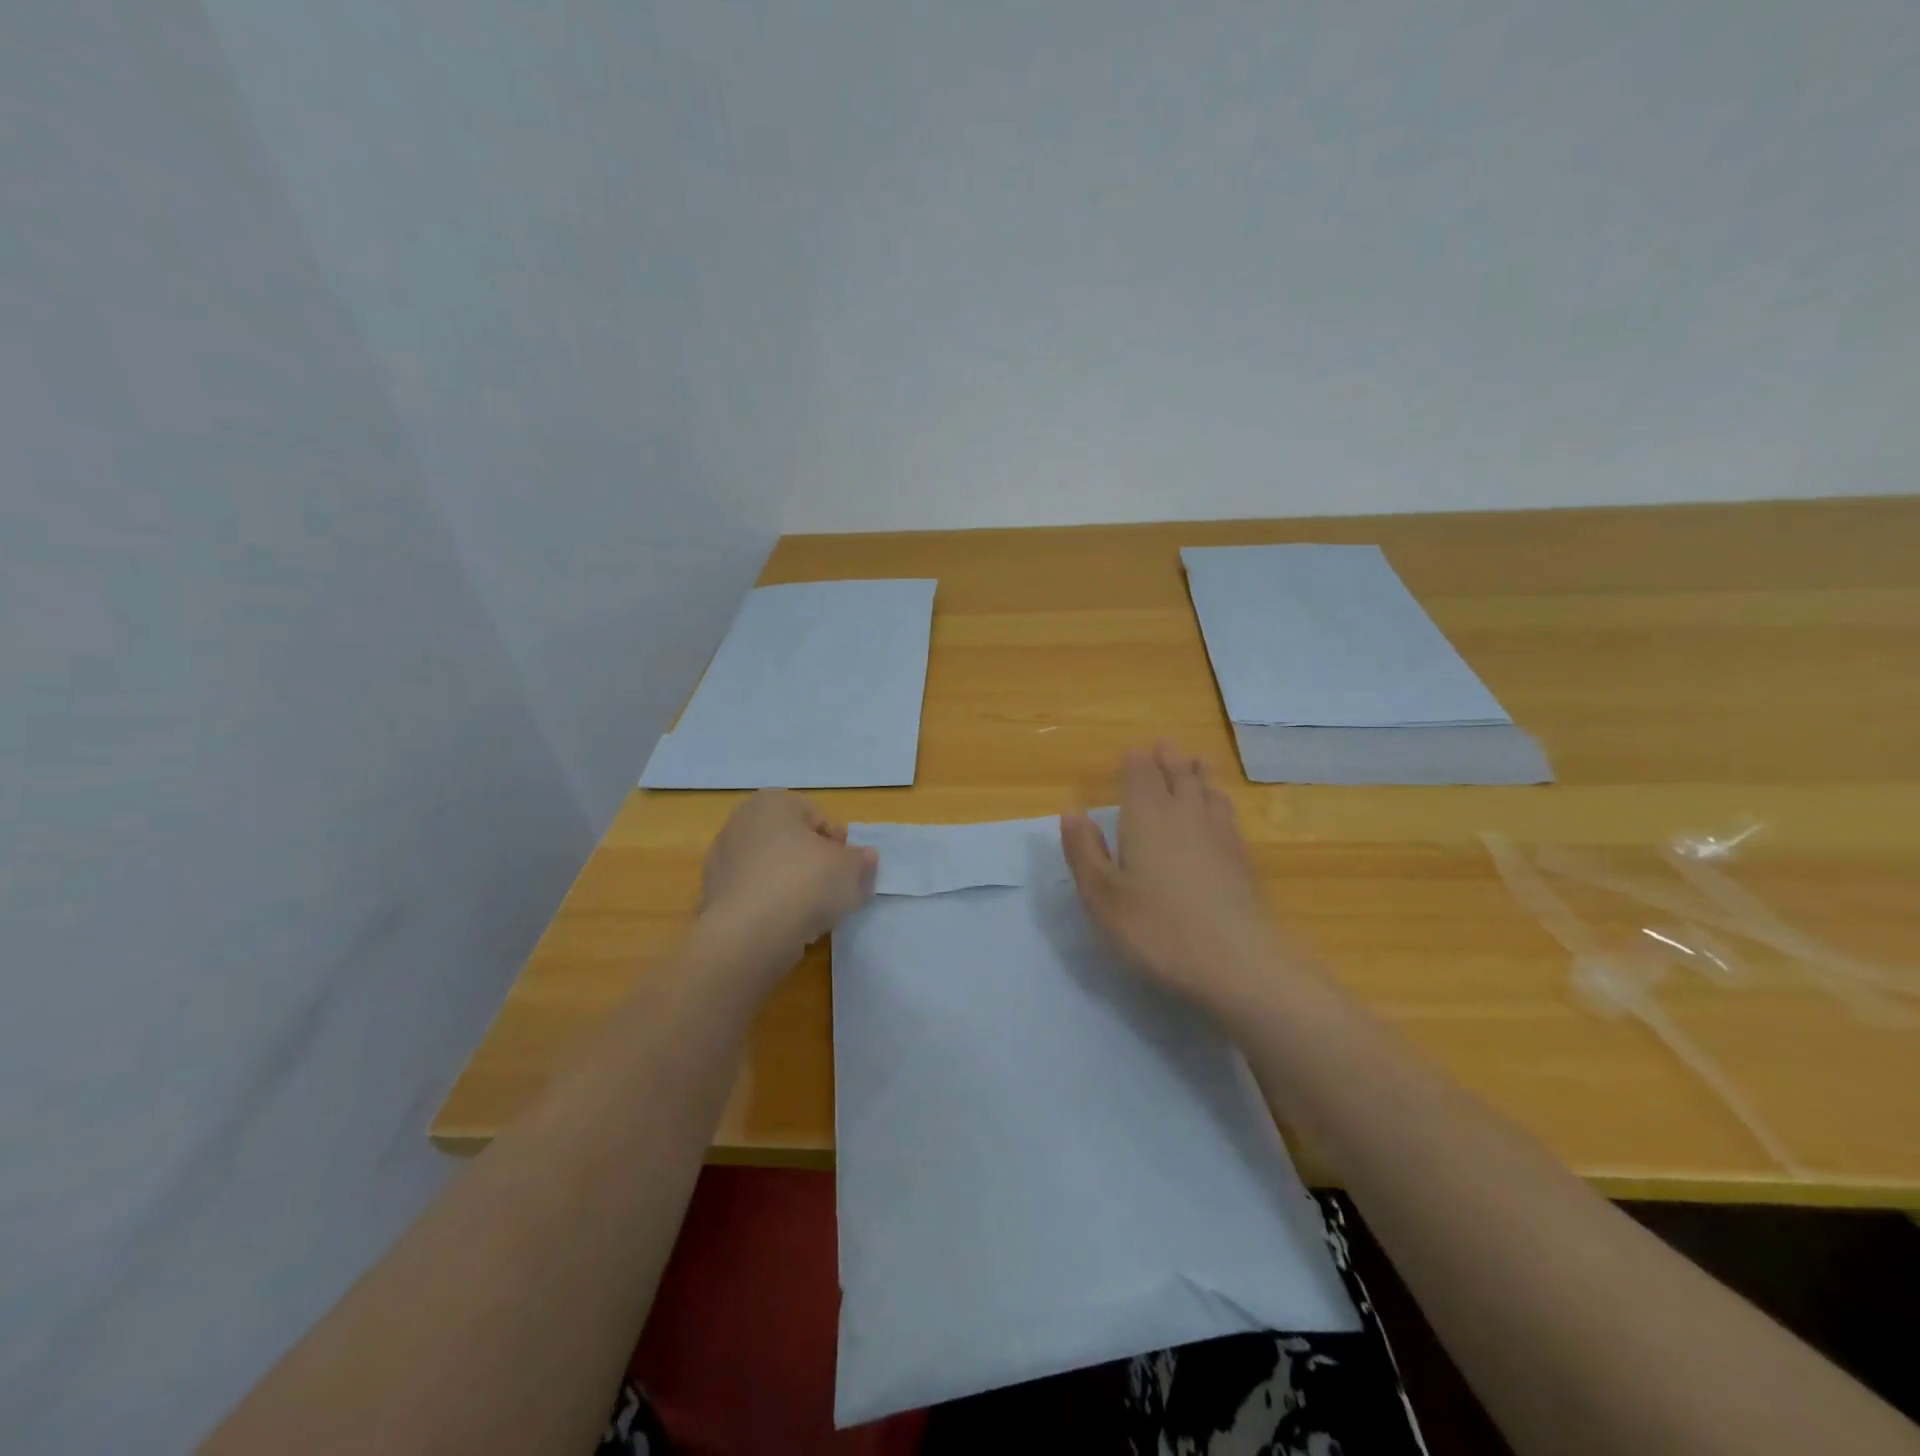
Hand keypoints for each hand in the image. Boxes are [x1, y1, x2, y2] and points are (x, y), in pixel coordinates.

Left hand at [698, 791, 877, 965]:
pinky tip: (786, 925)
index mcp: (773, 802)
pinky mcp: (712, 894)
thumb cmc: (805, 883)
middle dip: (814, 864)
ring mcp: (722, 858)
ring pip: (772, 869)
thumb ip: (861, 860)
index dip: (839, 846)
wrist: (749, 934)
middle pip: (792, 842)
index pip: (819, 819)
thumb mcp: (850, 869)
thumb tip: (866, 857)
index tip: (848, 871)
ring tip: (811, 913)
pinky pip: (755, 894)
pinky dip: (771, 904)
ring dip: (792, 885)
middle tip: (834, 890)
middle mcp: (741, 821)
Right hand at [1062, 741, 1307, 1010]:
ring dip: (1197, 772)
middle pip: (1178, 774)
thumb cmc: (1157, 928)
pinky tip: (1218, 809)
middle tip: (1163, 745)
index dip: (1134, 762)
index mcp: (1147, 816)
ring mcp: (1219, 834)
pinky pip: (1226, 813)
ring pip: (1207, 790)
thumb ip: (1084, 851)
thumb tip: (1071, 813)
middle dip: (1168, 758)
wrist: (1238, 962)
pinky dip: (1218, 799)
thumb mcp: (1102, 896)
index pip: (1141, 774)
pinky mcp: (1242, 858)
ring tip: (1193, 762)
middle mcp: (1185, 814)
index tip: (1130, 754)